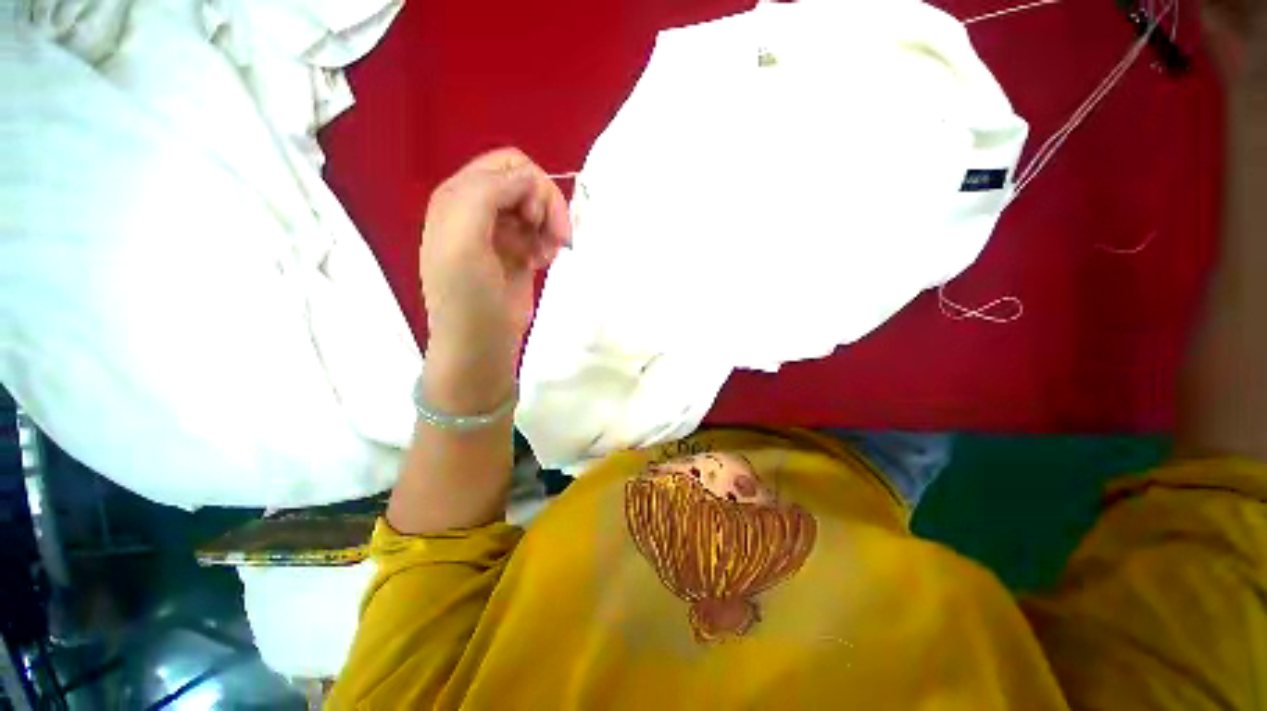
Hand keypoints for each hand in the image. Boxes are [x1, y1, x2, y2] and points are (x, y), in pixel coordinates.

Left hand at [420, 148, 571, 366]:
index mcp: (459, 196)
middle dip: (546, 207)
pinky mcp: (519, 251)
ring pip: (539, 208)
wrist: (481, 339)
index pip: (508, 165)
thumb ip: (487, 194)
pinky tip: (542, 261)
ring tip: (546, 255)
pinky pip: (542, 231)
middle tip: (551, 238)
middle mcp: (480, 208)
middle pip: (527, 183)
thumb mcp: (464, 238)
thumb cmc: (468, 294)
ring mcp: (501, 231)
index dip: (530, 187)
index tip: (535, 221)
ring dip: (549, 227)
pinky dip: (548, 242)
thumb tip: (530, 179)